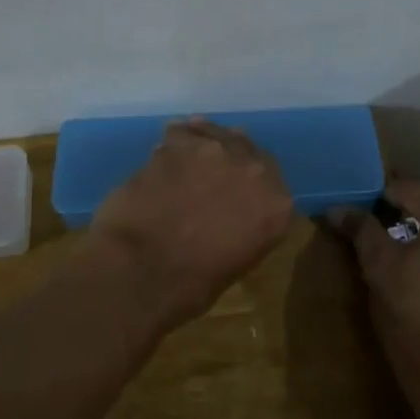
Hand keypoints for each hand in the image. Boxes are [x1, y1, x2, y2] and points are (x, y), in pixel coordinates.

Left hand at [85, 120, 294, 331]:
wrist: (143, 270)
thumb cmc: (191, 284)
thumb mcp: (237, 259)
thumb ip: (244, 226)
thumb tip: (229, 215)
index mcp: (277, 205)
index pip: (271, 181)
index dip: (249, 182)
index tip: (235, 188)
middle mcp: (254, 170)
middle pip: (245, 149)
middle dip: (230, 158)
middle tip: (211, 170)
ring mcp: (215, 151)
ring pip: (213, 134)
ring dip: (201, 144)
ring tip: (185, 157)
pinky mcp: (178, 144)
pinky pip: (179, 134)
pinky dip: (172, 143)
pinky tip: (161, 153)